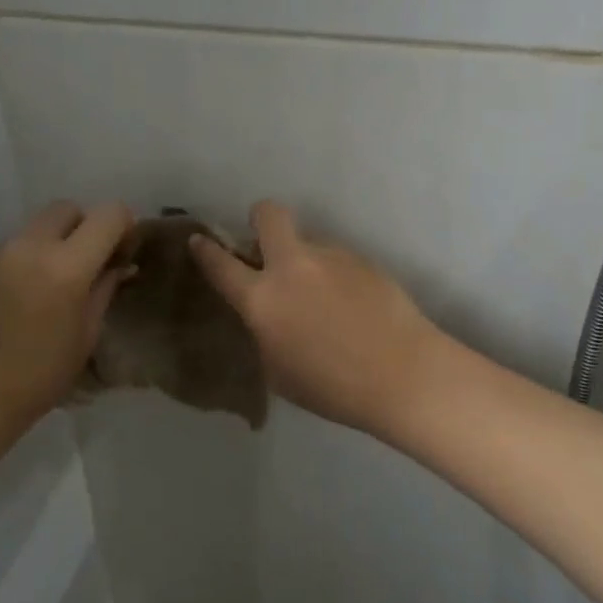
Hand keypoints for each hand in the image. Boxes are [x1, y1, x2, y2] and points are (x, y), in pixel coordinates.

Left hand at [0, 200, 135, 436]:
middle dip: (83, 227)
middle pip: (66, 209)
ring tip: (46, 285)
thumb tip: (120, 264)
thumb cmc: (41, 376)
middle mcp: (28, 247)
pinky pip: (7, 248)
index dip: (122, 226)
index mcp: (66, 267)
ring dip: (50, 244)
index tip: (121, 250)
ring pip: (34, 228)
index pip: (108, 214)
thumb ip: (105, 287)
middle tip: (85, 264)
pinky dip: (21, 262)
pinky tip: (15, 298)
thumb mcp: (87, 334)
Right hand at [189, 200, 445, 434]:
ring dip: (305, 261)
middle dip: (260, 219)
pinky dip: (334, 276)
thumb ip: (265, 331)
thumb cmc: (332, 387)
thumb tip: (269, 312)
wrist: (403, 374)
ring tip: (326, 301)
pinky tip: (352, 307)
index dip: (205, 250)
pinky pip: (336, 260)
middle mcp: (293, 266)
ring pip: (308, 242)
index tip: (199, 241)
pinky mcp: (363, 259)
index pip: (221, 264)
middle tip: (266, 244)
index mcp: (263, 299)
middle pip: (269, 214)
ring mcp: (331, 257)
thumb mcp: (278, 370)